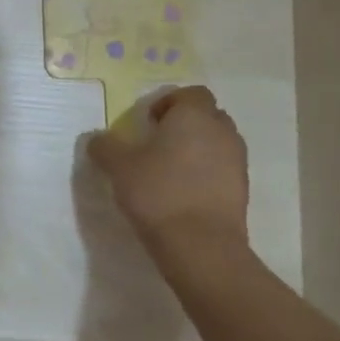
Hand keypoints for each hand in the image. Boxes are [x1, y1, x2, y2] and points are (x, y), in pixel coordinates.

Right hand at [87, 86, 249, 261]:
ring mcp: (237, 162)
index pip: (191, 93)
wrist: (201, 247)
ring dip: (199, 148)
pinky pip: (224, 169)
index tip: (149, 123)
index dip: (169, 102)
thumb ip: (105, 146)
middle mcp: (221, 131)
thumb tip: (96, 138)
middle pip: (208, 115)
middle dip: (187, 124)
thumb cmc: (158, 192)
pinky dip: (208, 173)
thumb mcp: (118, 166)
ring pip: (218, 143)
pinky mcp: (243, 191)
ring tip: (173, 170)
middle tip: (160, 143)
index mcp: (194, 115)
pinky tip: (185, 193)